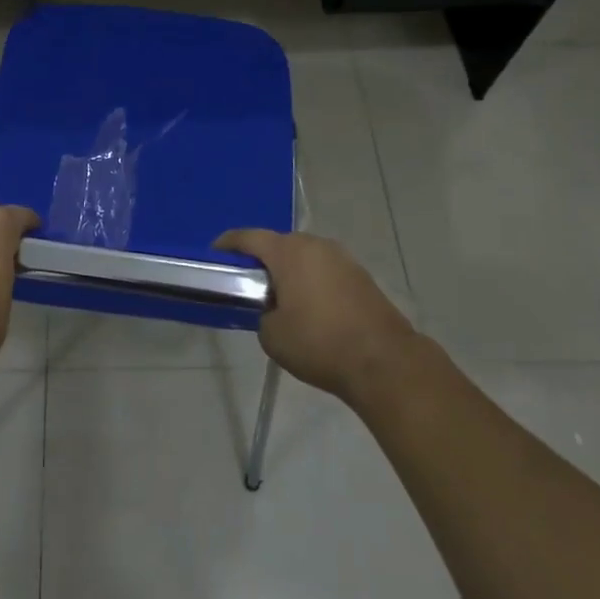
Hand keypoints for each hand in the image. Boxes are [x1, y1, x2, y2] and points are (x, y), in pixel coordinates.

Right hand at [214, 229, 419, 403]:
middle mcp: (315, 245)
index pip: (249, 237)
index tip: (215, 254)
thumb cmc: (319, 343)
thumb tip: (272, 311)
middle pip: (279, 244)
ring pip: (305, 257)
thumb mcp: (272, 336)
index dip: (228, 244)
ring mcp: (342, 258)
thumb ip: (262, 315)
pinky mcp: (361, 276)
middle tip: (249, 282)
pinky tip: (311, 308)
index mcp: (288, 252)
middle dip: (262, 259)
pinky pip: (325, 271)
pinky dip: (313, 282)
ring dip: (290, 270)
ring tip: (281, 297)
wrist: (384, 361)